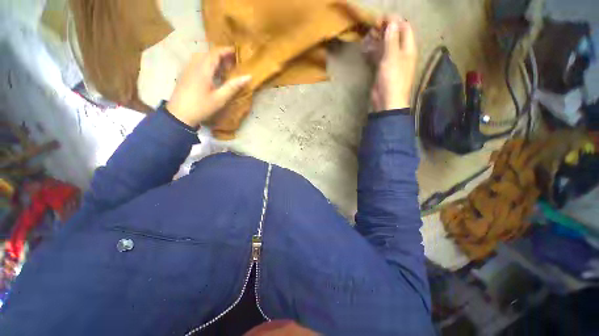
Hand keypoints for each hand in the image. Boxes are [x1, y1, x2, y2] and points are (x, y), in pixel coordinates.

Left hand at [167, 48, 251, 127]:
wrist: (179, 114)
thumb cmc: (201, 107)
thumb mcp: (220, 98)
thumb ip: (233, 86)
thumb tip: (248, 77)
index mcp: (203, 69)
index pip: (215, 53)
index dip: (226, 50)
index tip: (236, 52)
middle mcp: (194, 65)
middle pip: (208, 53)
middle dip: (220, 55)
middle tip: (231, 63)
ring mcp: (187, 69)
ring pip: (201, 57)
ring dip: (212, 59)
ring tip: (222, 68)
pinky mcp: (184, 74)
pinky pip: (196, 63)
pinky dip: (206, 63)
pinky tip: (211, 74)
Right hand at [364, 18, 416, 111]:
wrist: (387, 101)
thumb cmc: (392, 79)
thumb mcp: (392, 58)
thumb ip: (392, 39)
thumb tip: (392, 22)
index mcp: (408, 48)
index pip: (404, 27)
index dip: (394, 21)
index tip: (381, 19)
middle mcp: (401, 53)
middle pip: (394, 36)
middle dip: (384, 30)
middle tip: (371, 28)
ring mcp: (391, 62)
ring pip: (385, 46)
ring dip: (377, 40)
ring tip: (367, 37)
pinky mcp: (382, 70)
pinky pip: (378, 56)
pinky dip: (372, 51)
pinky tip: (365, 49)